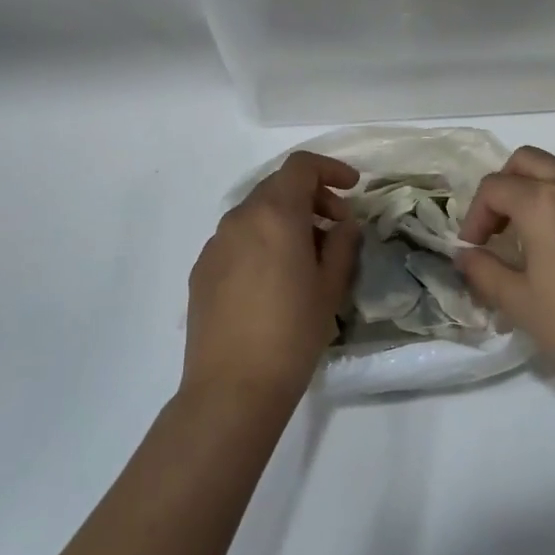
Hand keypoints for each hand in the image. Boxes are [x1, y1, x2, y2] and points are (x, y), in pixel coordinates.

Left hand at [185, 152, 361, 407]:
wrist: (232, 388)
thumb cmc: (292, 333)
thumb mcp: (330, 287)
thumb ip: (342, 244)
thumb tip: (343, 224)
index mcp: (275, 214)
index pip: (301, 166)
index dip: (330, 169)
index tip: (352, 188)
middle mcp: (240, 218)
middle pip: (278, 186)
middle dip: (311, 196)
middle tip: (336, 226)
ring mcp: (215, 243)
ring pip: (256, 213)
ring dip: (286, 220)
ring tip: (307, 256)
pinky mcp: (202, 269)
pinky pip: (237, 239)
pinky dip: (262, 240)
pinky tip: (274, 279)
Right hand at [455, 147, 554, 395]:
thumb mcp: (520, 304)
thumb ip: (483, 272)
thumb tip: (466, 256)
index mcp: (542, 202)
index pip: (493, 188)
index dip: (474, 216)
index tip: (475, 249)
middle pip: (527, 161)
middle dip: (506, 187)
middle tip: (502, 227)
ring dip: (543, 196)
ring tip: (543, 242)